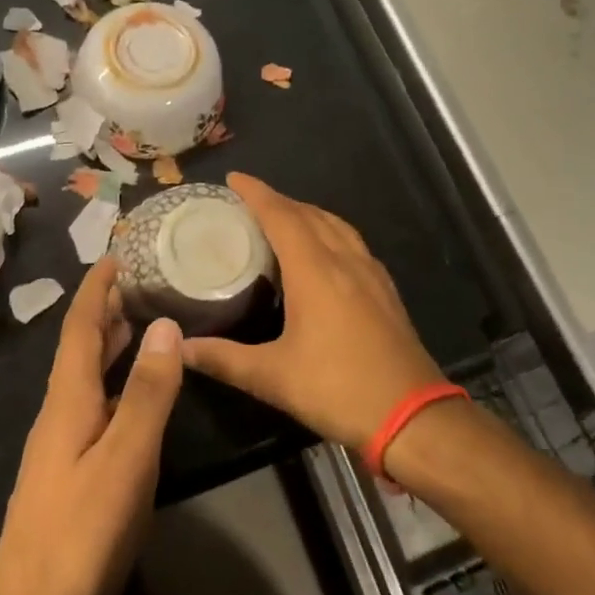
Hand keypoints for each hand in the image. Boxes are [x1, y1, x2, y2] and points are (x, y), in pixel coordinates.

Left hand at [0, 259, 182, 594]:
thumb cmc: (81, 535)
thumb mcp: (126, 460)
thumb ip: (147, 393)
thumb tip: (163, 324)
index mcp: (67, 400)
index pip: (80, 326)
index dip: (97, 287)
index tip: (117, 252)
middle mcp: (58, 413)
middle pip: (80, 347)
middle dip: (106, 309)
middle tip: (142, 279)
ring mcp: (60, 445)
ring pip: (86, 377)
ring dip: (110, 344)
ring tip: (142, 321)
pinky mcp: (68, 473)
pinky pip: (93, 405)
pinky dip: (115, 382)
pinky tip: (135, 395)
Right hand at [182, 174, 443, 448]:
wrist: (413, 416)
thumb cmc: (338, 389)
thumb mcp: (273, 377)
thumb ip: (224, 359)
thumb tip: (181, 348)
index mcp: (315, 271)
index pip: (281, 216)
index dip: (256, 193)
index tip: (233, 179)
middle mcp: (345, 261)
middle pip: (309, 214)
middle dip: (278, 201)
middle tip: (249, 202)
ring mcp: (370, 274)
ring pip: (336, 225)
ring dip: (307, 213)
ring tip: (283, 219)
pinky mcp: (385, 291)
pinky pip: (353, 243)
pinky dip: (330, 232)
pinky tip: (324, 252)